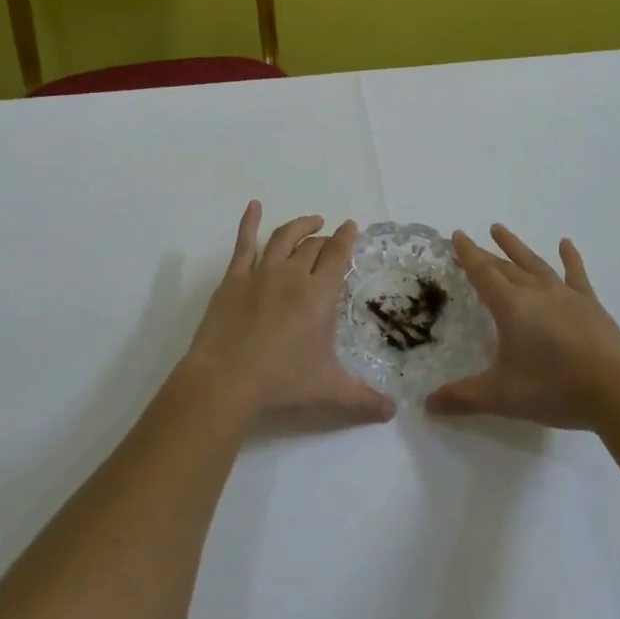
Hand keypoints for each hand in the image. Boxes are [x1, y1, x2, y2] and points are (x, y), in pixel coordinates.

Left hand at [183, 201, 395, 424]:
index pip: (337, 255)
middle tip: (331, 239)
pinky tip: (254, 206)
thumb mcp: (328, 389)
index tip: (351, 227)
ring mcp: (261, 272)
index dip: (346, 238)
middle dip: (325, 239)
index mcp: (319, 294)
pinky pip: (244, 243)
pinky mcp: (234, 278)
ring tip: (311, 221)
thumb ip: (362, 398)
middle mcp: (293, 275)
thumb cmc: (281, 380)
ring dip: (299, 226)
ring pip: (284, 237)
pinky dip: (249, 222)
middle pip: (313, 246)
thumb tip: (392, 412)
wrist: (226, 378)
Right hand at [426, 225, 619, 429]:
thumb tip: (428, 405)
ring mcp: (565, 295)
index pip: (482, 273)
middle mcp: (535, 292)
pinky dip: (570, 257)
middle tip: (473, 239)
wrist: (615, 391)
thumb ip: (463, 398)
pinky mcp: (590, 304)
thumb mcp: (502, 397)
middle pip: (505, 266)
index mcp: (511, 307)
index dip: (468, 254)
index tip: (457, 235)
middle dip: (486, 253)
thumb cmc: (553, 389)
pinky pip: (576, 274)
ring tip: (500, 229)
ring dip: (516, 247)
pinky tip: (566, 243)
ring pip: (534, 263)